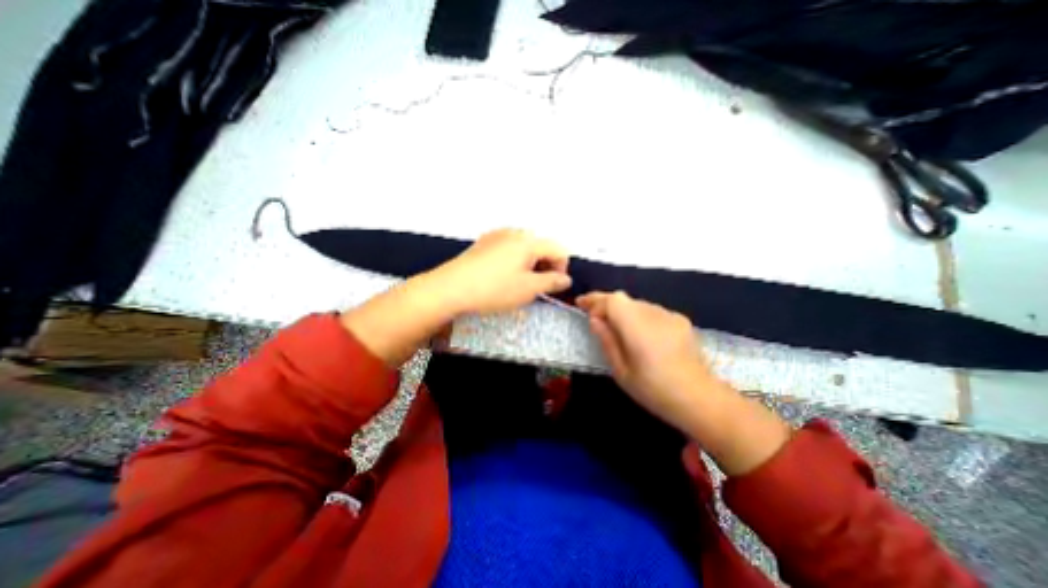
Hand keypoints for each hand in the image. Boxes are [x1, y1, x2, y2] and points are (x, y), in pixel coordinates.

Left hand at [422, 227, 572, 316]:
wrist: (450, 288)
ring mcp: (496, 235)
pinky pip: (508, 248)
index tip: (553, 287)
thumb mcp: (528, 289)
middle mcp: (514, 232)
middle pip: (541, 246)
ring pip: (524, 247)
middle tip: (537, 287)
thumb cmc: (494, 289)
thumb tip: (566, 279)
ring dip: (530, 264)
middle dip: (545, 266)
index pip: (559, 250)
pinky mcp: (483, 243)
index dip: (562, 269)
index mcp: (529, 241)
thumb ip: (552, 282)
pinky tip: (502, 276)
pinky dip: (514, 261)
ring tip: (519, 283)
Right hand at [576, 289, 791, 477]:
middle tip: (593, 316)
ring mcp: (669, 315)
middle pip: (624, 299)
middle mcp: (653, 314)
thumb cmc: (654, 390)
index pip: (612, 300)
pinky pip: (652, 312)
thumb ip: (607, 340)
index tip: (580, 304)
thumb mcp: (621, 370)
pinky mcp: (680, 320)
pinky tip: (641, 335)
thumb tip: (595, 319)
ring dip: (623, 311)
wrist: (700, 400)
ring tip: (616, 328)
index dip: (594, 299)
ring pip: (637, 304)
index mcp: (637, 327)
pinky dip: (639, 317)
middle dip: (605, 304)